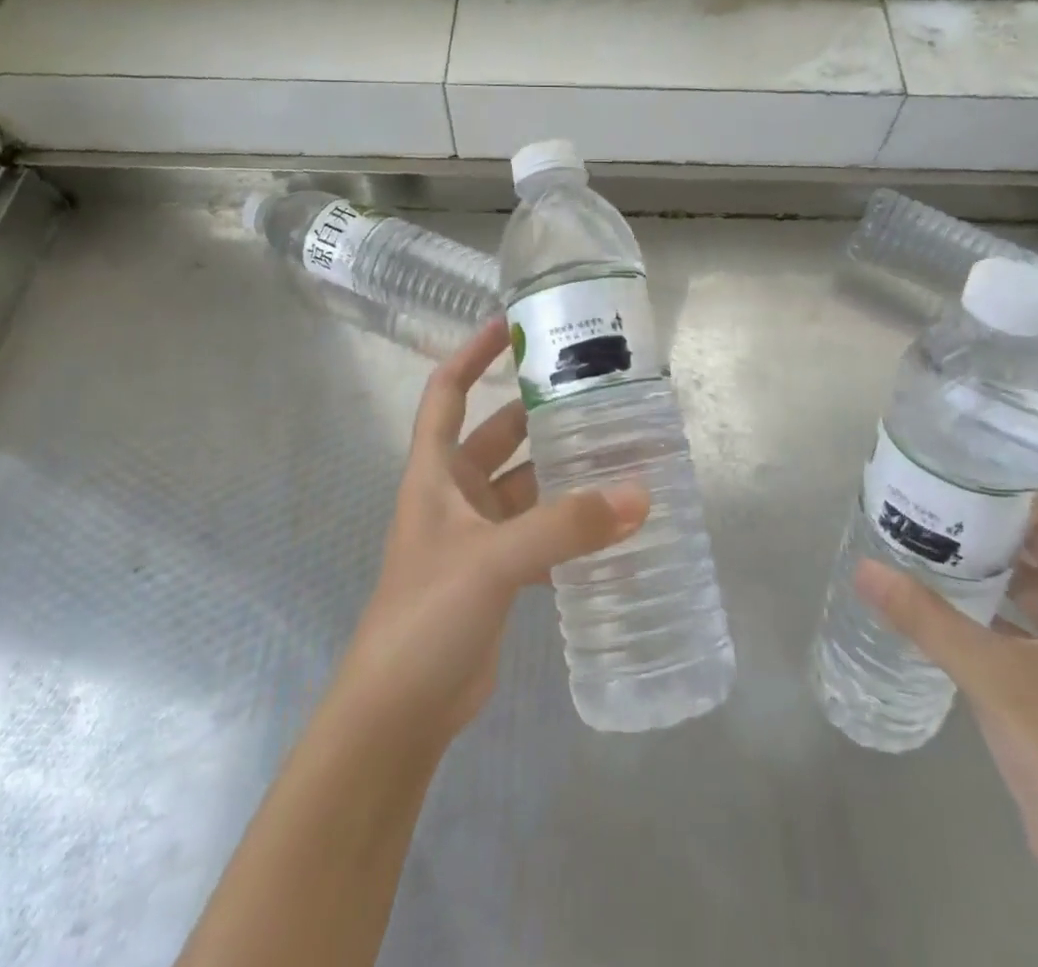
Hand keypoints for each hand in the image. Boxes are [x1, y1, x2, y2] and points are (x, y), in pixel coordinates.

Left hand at [332, 319, 650, 745]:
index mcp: (434, 473)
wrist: (398, 714)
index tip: (513, 323)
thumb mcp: (493, 560)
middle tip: (595, 392)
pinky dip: (570, 526)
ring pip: (526, 486)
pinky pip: (540, 533)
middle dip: (540, 412)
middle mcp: (453, 495)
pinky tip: (612, 523)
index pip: (447, 392)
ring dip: (564, 473)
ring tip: (619, 452)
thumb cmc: (426, 616)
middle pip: (499, 435)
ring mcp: (476, 537)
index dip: (473, 352)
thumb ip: (566, 526)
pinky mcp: (497, 574)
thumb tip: (640, 495)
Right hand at [856, 458, 1037, 906]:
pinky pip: (1029, 620)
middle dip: (1018, 518)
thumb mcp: (999, 681)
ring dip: (1001, 559)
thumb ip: (930, 622)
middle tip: (955, 488)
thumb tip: (866, 569)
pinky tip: (947, 591)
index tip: (1032, 459)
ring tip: (941, 528)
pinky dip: (995, 600)